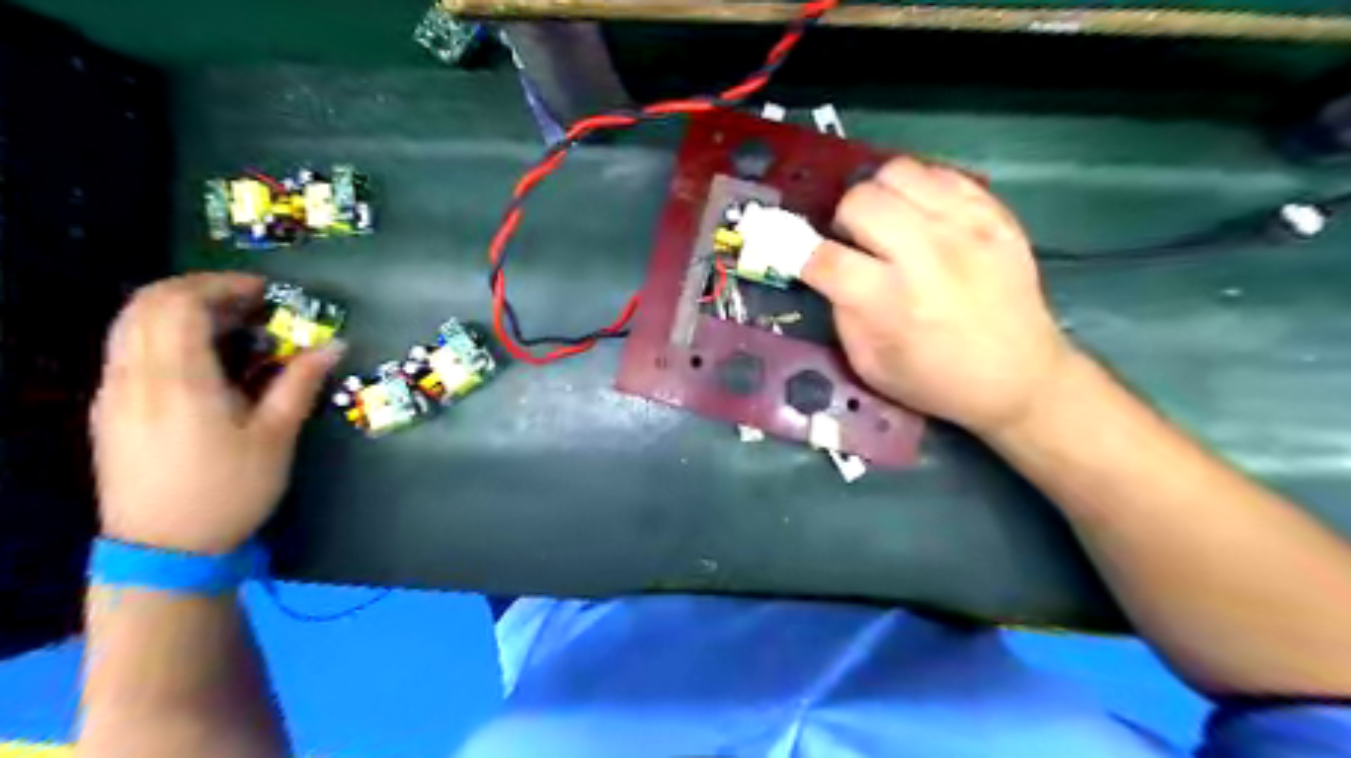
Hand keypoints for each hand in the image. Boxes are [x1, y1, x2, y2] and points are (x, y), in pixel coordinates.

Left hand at [88, 275, 341, 552]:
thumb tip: (335, 345)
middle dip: (200, 291)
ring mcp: (113, 392)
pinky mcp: (109, 408)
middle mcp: (134, 376)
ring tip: (230, 326)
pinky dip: (163, 333)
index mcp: (177, 380)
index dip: (222, 286)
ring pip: (131, 324)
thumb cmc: (229, 490)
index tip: (265, 292)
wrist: (163, 549)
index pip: (180, 304)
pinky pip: (128, 348)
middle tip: (249, 303)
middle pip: (147, 304)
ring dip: (178, 310)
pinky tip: (201, 357)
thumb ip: (299, 384)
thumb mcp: (276, 437)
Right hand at [800, 158, 1076, 436]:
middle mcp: (926, 255)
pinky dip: (919, 191)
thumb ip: (842, 314)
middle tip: (854, 242)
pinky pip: (941, 173)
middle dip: (842, 221)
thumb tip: (829, 271)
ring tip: (888, 224)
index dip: (801, 254)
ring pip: (898, 172)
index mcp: (890, 303)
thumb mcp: (869, 365)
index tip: (802, 258)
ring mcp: (966, 227)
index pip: (824, 258)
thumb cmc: (937, 381)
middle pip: (859, 201)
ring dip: (879, 197)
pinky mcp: (994, 214)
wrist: (1020, 376)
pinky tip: (923, 218)